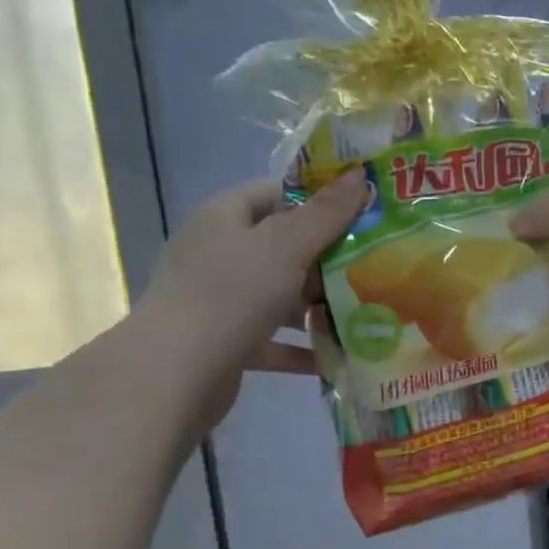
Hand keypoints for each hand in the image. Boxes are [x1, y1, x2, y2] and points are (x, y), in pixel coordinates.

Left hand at [137, 174, 364, 424]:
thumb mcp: (286, 247)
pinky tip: (338, 357)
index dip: (316, 200)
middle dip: (325, 259)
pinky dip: (301, 347)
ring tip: (364, 313)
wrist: (175, 373)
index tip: (359, 215)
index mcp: (223, 218)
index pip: (274, 194)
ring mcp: (218, 300)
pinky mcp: (225, 342)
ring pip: (278, 296)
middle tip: (373, 267)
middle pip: (280, 247)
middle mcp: (217, 254)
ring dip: (317, 307)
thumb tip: (360, 175)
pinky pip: (272, 339)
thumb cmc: (232, 295)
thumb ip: (326, 214)